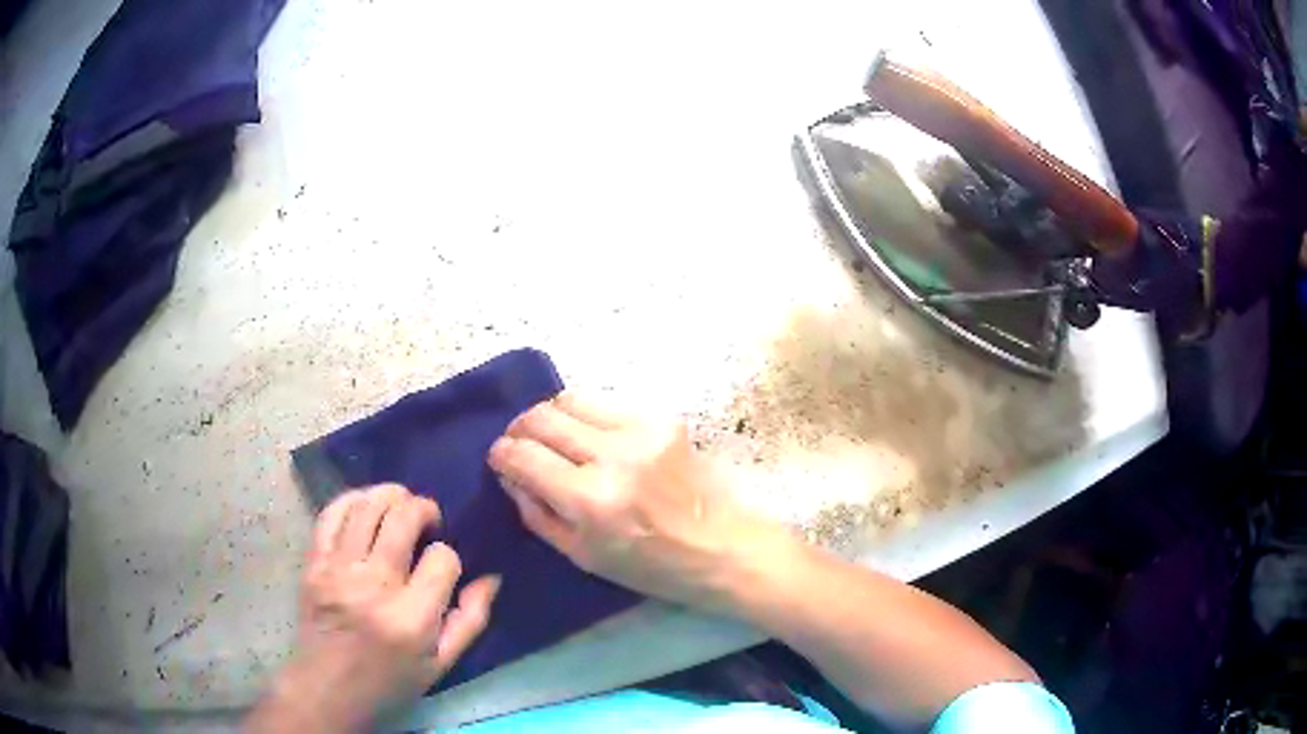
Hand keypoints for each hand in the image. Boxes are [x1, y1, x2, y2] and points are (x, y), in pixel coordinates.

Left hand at [247, 485, 498, 731]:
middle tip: (430, 518)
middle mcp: (374, 587)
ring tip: (401, 504)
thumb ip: (471, 620)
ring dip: (390, 495)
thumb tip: (491, 577)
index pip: (443, 559)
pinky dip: (352, 499)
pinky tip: (366, 504)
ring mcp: (338, 571)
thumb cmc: (391, 681)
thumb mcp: (441, 663)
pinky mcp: (313, 564)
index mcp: (412, 619)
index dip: (450, 557)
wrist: (328, 688)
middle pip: (403, 518)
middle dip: (424, 509)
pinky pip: (331, 514)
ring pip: (367, 507)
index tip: (443, 569)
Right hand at [488, 393, 772, 610]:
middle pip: (542, 417)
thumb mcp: (582, 556)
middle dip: (520, 429)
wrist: (721, 547)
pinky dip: (589, 420)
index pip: (523, 456)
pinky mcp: (664, 419)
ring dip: (552, 418)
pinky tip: (597, 443)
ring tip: (556, 440)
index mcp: (590, 500)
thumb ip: (537, 512)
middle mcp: (614, 456)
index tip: (499, 458)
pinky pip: (607, 406)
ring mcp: (642, 431)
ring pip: (571, 399)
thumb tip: (510, 474)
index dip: (501, 454)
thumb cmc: (650, 567)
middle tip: (521, 445)